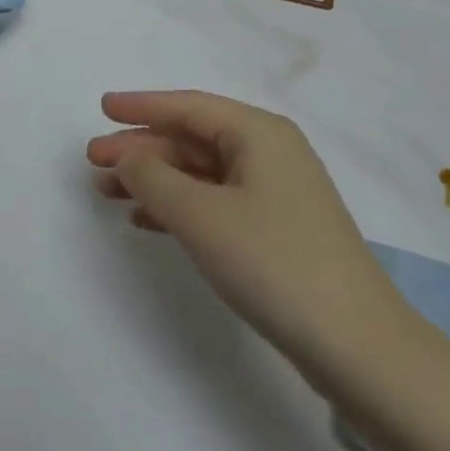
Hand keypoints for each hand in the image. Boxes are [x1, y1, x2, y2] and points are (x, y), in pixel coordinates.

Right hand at [88, 91, 411, 389]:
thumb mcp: (201, 216)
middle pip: (192, 139)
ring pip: (200, 172)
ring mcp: (275, 193)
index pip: (188, 106)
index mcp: (259, 133)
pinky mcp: (275, 229)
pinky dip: (178, 206)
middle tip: (92, 161)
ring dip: (154, 179)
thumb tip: (126, 156)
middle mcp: (269, 153)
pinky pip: (214, 201)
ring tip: (108, 192)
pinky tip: (146, 221)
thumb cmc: (273, 262)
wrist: (357, 344)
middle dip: (141, 149)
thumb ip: (153, 178)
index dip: (141, 106)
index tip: (102, 108)